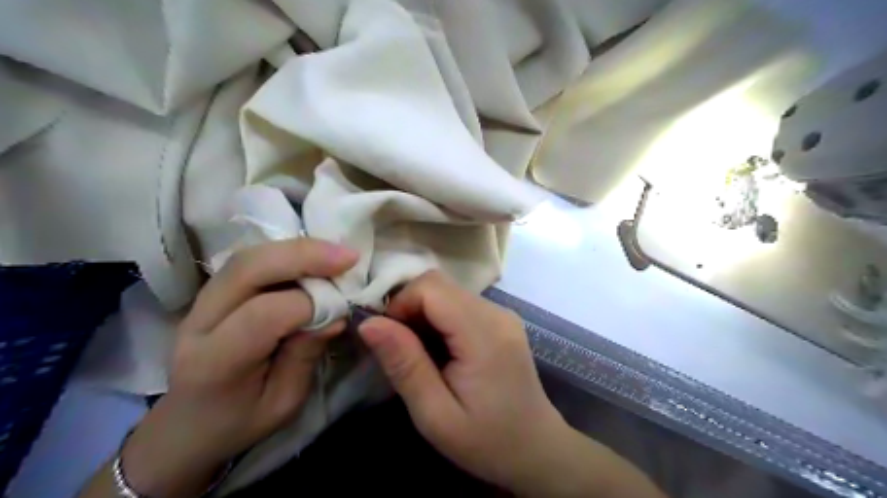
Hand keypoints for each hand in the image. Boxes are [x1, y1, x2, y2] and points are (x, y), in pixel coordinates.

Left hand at [121, 236, 354, 497]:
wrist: (187, 425)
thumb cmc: (238, 422)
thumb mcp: (283, 402)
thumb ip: (305, 355)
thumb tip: (336, 315)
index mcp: (215, 362)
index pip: (263, 315)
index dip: (310, 304)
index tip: (343, 306)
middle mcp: (199, 322)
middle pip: (248, 269)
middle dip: (304, 256)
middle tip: (348, 257)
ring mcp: (200, 301)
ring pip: (248, 256)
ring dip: (298, 249)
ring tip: (337, 254)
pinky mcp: (212, 291)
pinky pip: (250, 260)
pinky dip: (287, 253)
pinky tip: (313, 258)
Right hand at [354, 272, 559, 492]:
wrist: (536, 449)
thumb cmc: (486, 441)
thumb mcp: (435, 414)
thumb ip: (404, 364)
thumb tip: (369, 323)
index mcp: (484, 333)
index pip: (431, 287)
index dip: (400, 304)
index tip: (389, 341)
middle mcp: (496, 312)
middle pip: (439, 284)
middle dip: (409, 308)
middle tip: (401, 350)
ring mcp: (502, 313)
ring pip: (447, 291)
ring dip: (423, 314)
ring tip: (420, 355)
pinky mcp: (501, 320)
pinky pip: (459, 303)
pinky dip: (439, 319)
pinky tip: (440, 352)